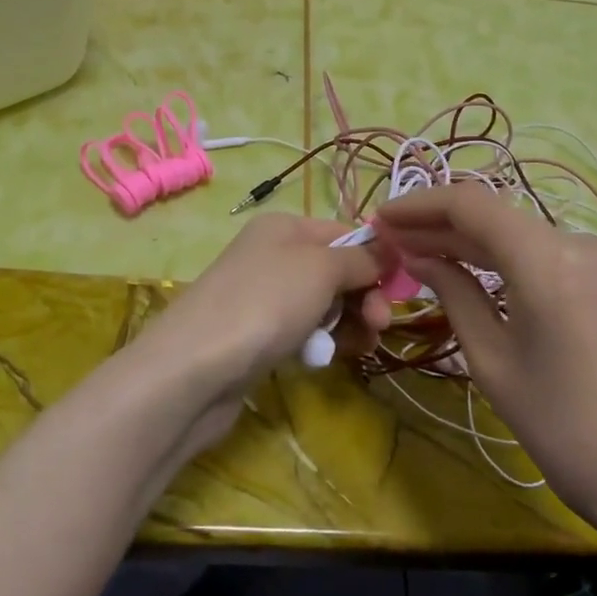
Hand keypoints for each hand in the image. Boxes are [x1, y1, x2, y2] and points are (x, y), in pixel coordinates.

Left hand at [133, 214, 394, 458]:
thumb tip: (389, 248)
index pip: (347, 233)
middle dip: (366, 296)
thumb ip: (361, 257)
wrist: (194, 368)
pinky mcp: (258, 335)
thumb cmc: (265, 304)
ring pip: (325, 305)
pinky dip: (321, 341)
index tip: (402, 289)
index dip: (378, 258)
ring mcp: (264, 296)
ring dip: (349, 323)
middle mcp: (274, 255)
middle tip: (380, 325)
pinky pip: (304, 331)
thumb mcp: (321, 268)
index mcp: (286, 227)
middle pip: (338, 271)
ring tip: (360, 347)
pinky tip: (326, 358)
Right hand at [374, 183, 596, 558]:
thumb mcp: (494, 363)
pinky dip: (506, 257)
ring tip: (421, 254)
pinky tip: (473, 269)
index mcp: (549, 261)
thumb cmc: (568, 431)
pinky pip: (547, 253)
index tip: (381, 218)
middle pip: (496, 216)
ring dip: (471, 241)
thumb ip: (455, 295)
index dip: (419, 205)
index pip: (471, 205)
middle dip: (440, 225)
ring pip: (521, 234)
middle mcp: (581, 242)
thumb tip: (420, 256)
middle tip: (392, 241)